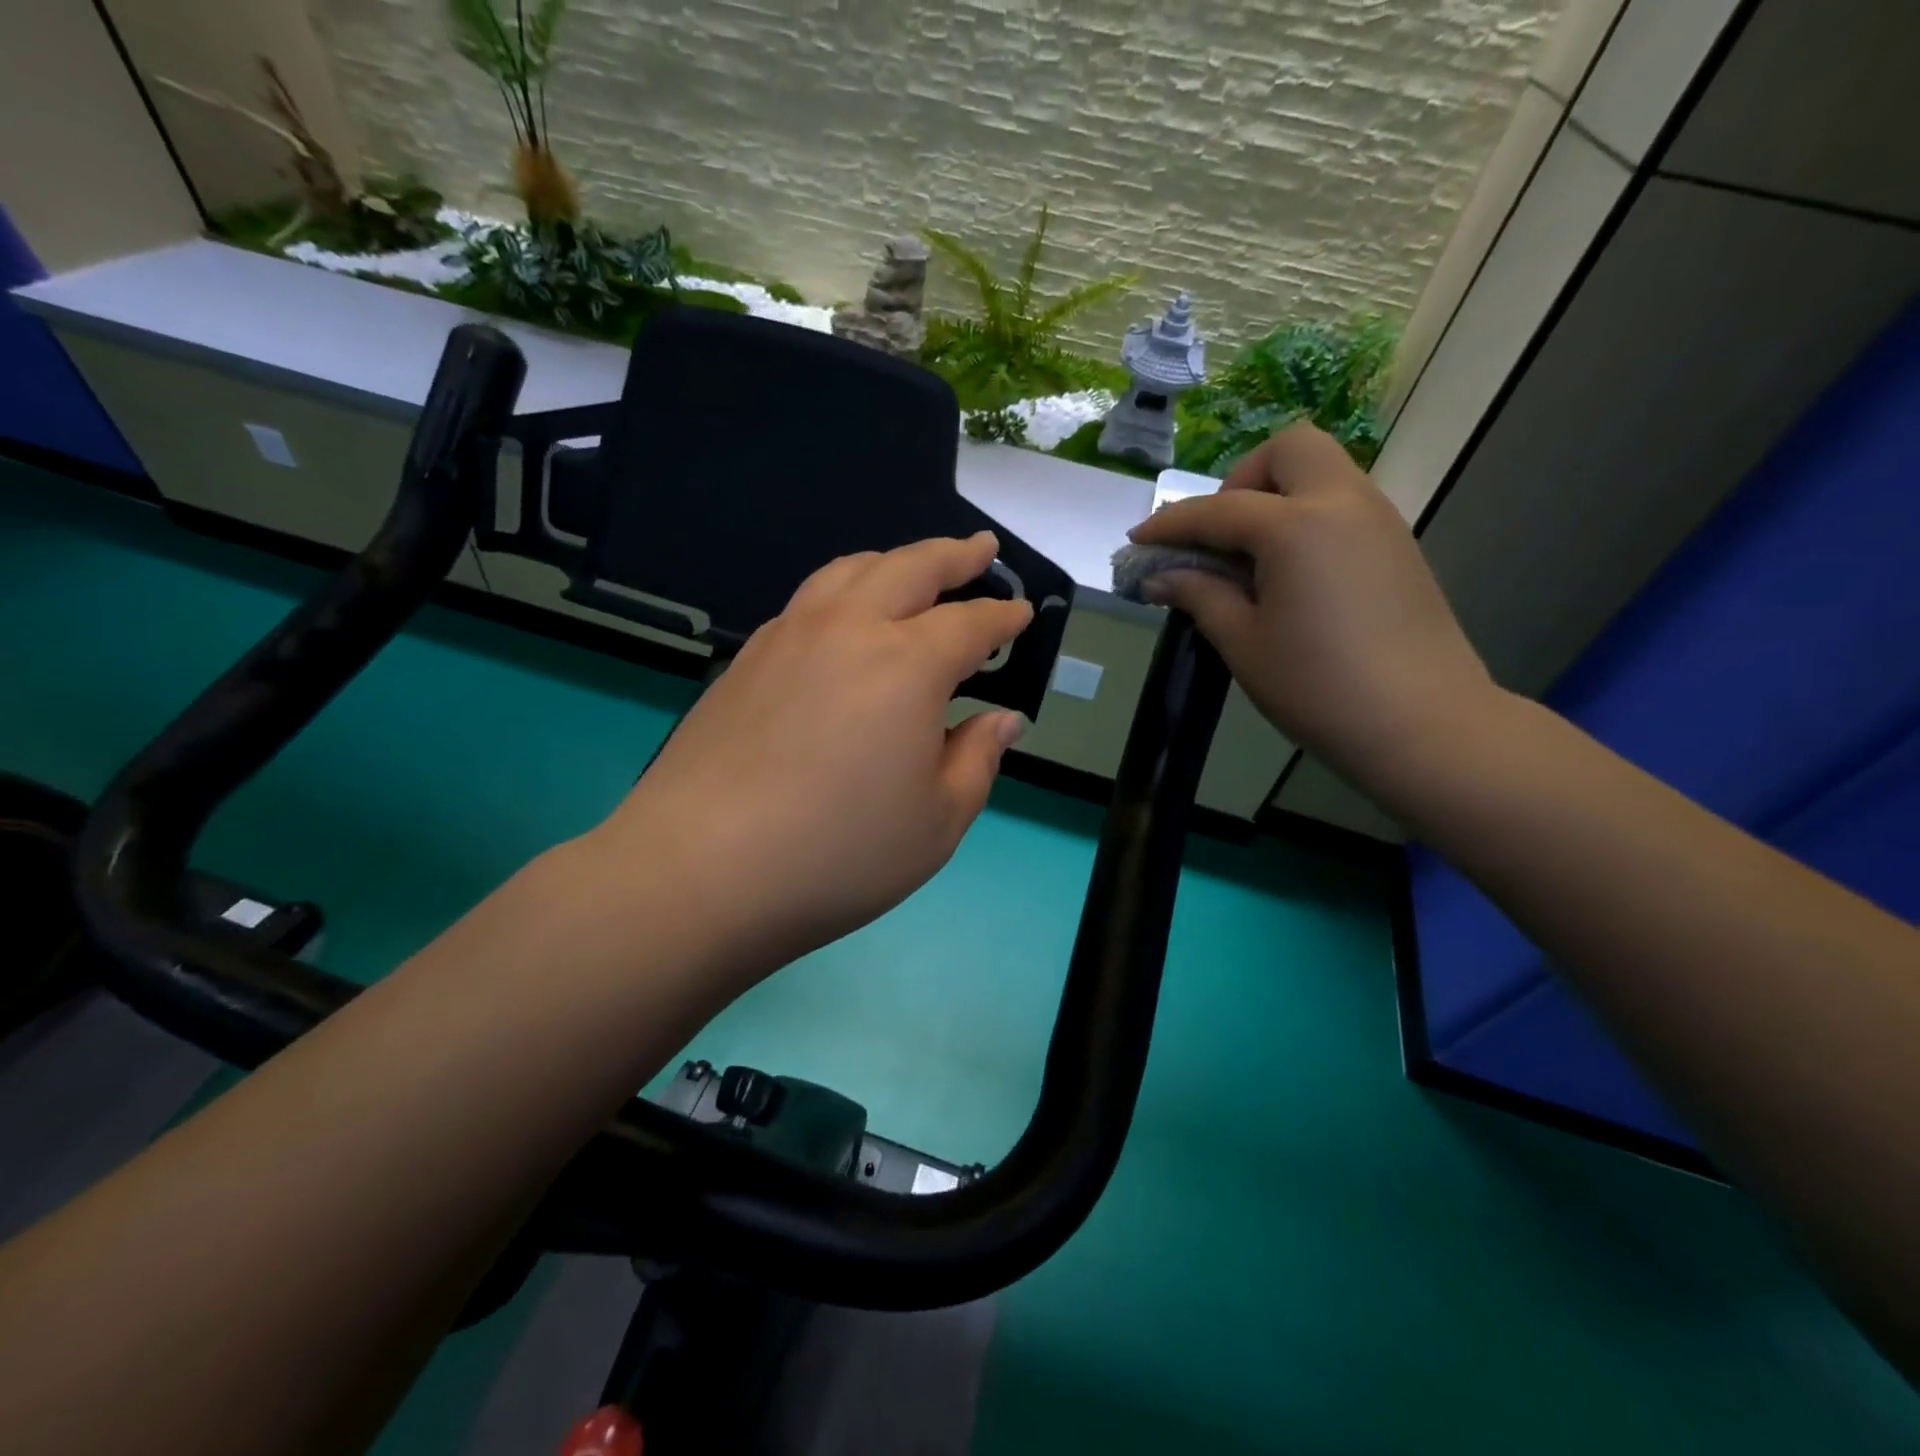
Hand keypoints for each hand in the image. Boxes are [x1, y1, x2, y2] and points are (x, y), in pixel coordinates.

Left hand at [589, 532, 1031, 986]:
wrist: (700, 869)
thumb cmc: (838, 853)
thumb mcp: (937, 822)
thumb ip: (977, 760)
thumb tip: (1001, 719)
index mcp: (907, 665)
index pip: (970, 624)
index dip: (1002, 617)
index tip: (1022, 613)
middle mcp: (848, 630)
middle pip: (910, 567)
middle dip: (953, 554)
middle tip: (980, 549)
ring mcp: (788, 637)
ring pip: (849, 571)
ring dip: (893, 561)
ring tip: (913, 570)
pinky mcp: (746, 659)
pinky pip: (808, 601)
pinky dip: (843, 591)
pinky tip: (844, 620)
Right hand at [1127, 424, 1496, 777]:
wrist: (1422, 725)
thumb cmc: (1318, 687)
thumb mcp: (1243, 643)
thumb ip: (1200, 596)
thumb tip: (1160, 576)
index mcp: (1297, 526)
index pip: (1218, 510)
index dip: (1171, 524)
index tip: (1138, 540)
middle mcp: (1343, 503)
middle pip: (1289, 450)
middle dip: (1241, 480)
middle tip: (1219, 535)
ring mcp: (1379, 521)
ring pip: (1321, 472)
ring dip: (1276, 496)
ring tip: (1248, 559)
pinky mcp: (1397, 546)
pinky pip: (1342, 504)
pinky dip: (1306, 517)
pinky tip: (1289, 573)